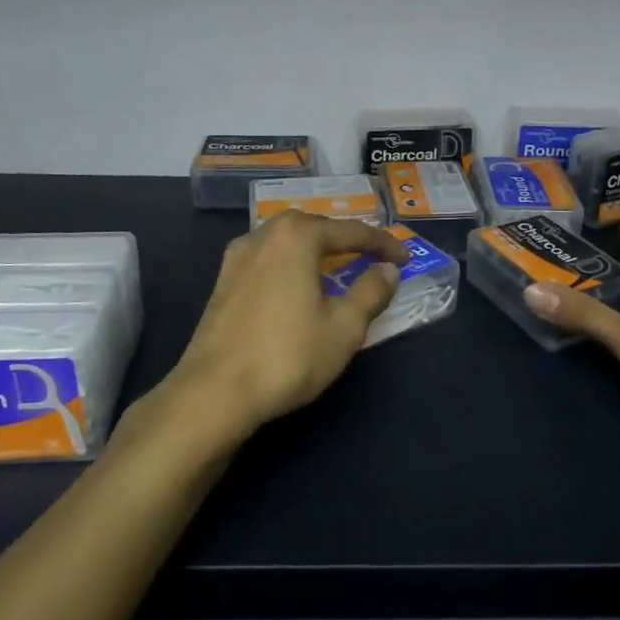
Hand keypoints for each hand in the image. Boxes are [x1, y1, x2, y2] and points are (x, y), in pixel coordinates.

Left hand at [167, 214, 407, 440]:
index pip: (351, 232)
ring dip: (314, 250)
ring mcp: (237, 257)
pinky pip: (267, 259)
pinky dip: (290, 264)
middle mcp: (264, 235)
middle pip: (314, 227)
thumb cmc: (287, 356)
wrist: (214, 392)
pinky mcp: (223, 282)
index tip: (405, 259)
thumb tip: (387, 272)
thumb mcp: (344, 328)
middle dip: (344, 239)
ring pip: (286, 241)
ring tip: (335, 269)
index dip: (383, 244)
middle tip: (370, 257)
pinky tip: (296, 287)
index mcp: (296, 237)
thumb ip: (370, 293)